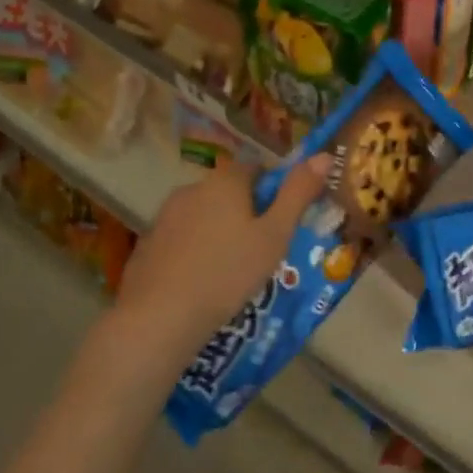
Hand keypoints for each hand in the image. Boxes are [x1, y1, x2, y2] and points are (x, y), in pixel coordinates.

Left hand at [115, 156, 330, 353]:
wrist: (161, 316)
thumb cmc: (229, 272)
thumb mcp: (275, 235)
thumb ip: (298, 193)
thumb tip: (324, 155)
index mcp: (225, 181)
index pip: (257, 169)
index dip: (274, 190)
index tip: (283, 221)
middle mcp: (191, 188)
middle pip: (229, 192)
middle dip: (247, 213)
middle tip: (263, 249)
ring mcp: (164, 216)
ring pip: (204, 215)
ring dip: (220, 231)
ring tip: (233, 270)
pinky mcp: (148, 244)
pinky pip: (182, 238)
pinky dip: (196, 250)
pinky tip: (203, 281)